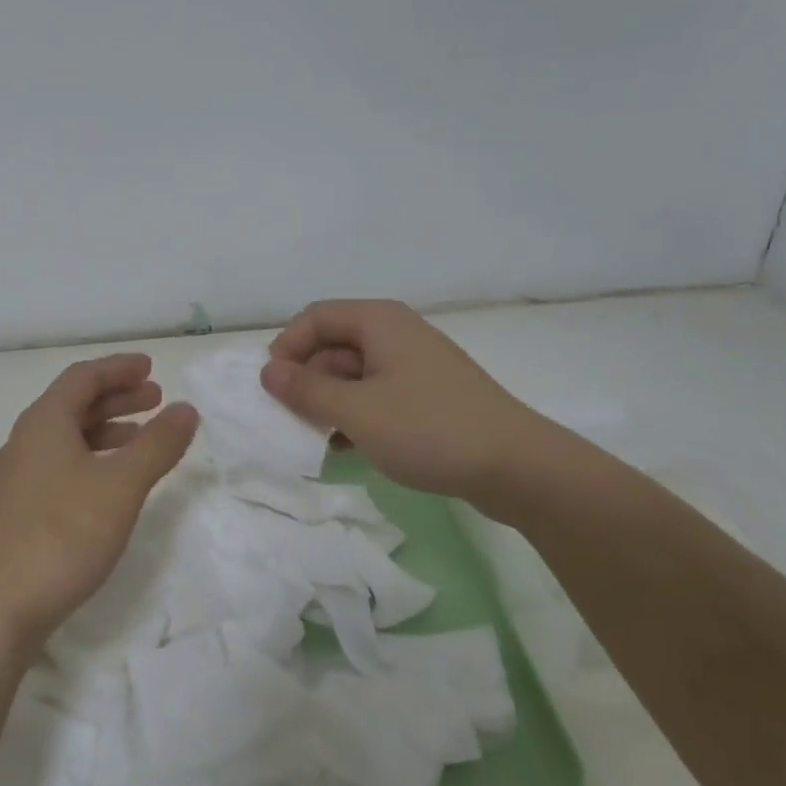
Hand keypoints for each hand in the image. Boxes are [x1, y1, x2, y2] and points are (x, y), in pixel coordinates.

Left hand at [0, 353, 198, 658]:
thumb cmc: (62, 535)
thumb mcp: (121, 485)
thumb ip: (157, 444)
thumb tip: (186, 409)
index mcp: (45, 422)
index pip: (84, 377)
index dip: (118, 368)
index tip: (151, 367)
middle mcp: (27, 441)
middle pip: (75, 403)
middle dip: (117, 397)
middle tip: (156, 398)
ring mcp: (20, 477)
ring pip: (69, 436)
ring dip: (108, 429)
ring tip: (144, 438)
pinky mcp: (21, 509)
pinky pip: (63, 464)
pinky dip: (94, 458)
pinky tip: (113, 482)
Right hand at [261, 300, 546, 504]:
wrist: (516, 467)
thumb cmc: (429, 429)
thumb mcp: (357, 411)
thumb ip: (307, 390)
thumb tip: (268, 371)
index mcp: (378, 322)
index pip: (314, 318)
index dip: (286, 348)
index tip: (272, 389)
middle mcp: (395, 334)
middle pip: (332, 344)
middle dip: (306, 379)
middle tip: (291, 420)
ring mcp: (413, 366)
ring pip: (352, 374)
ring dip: (328, 402)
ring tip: (316, 438)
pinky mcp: (426, 396)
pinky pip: (376, 395)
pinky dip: (355, 415)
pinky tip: (346, 447)